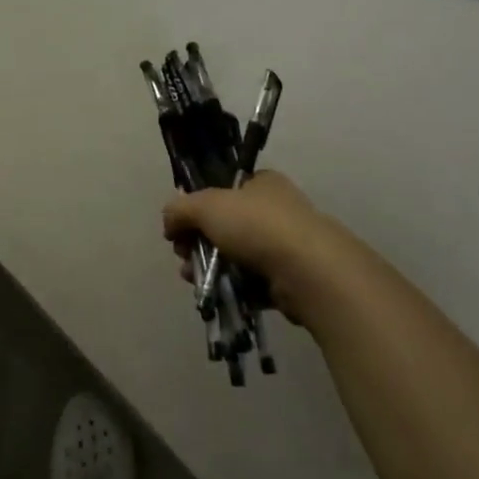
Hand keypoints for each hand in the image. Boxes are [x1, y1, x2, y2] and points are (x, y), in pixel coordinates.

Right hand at [162, 171, 355, 325]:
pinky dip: (233, 288)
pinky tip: (215, 295)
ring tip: (193, 279)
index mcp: (262, 183)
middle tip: (183, 256)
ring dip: (210, 268)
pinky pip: (253, 283)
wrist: (309, 272)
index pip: (224, 190)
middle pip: (226, 226)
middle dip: (198, 243)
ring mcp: (286, 246)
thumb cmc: (257, 226)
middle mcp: (277, 210)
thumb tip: (168, 221)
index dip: (198, 207)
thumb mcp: (206, 206)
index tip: (180, 227)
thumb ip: (180, 209)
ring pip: (237, 256)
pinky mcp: (291, 280)